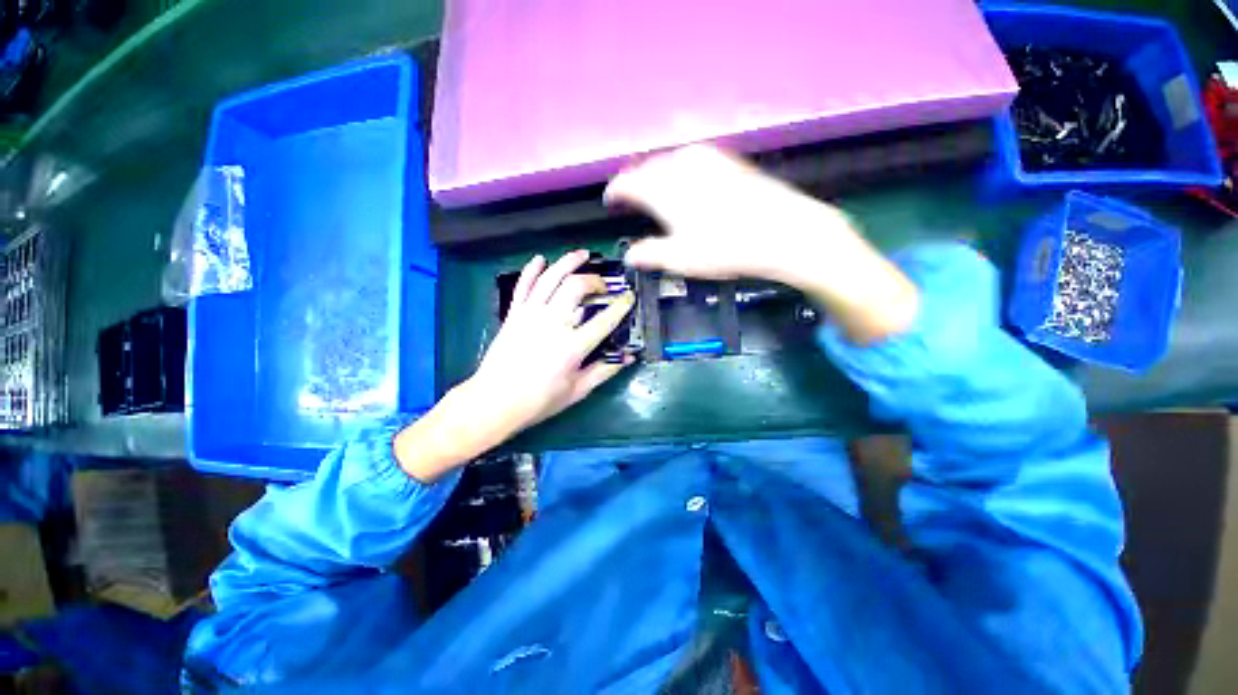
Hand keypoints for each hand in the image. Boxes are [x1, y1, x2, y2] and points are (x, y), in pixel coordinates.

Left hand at [395, 251, 634, 481]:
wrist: (495, 401)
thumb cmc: (539, 401)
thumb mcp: (578, 391)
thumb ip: (604, 371)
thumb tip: (628, 357)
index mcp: (572, 346)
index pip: (604, 319)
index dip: (621, 305)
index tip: (629, 297)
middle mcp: (553, 323)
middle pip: (577, 287)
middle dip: (595, 281)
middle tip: (603, 286)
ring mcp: (530, 315)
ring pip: (551, 278)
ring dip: (568, 262)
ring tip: (582, 254)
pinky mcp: (514, 314)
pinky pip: (524, 286)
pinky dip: (532, 270)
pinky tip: (541, 259)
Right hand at [604, 144, 855, 283]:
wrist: (782, 231)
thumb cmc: (726, 248)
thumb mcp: (682, 259)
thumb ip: (651, 254)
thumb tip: (629, 256)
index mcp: (664, 189)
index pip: (627, 182)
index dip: (615, 191)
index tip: (609, 200)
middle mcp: (681, 165)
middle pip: (647, 167)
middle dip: (635, 181)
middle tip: (630, 196)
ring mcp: (707, 158)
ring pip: (669, 160)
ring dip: (656, 173)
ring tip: (655, 189)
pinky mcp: (728, 160)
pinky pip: (691, 158)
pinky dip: (679, 169)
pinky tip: (686, 181)